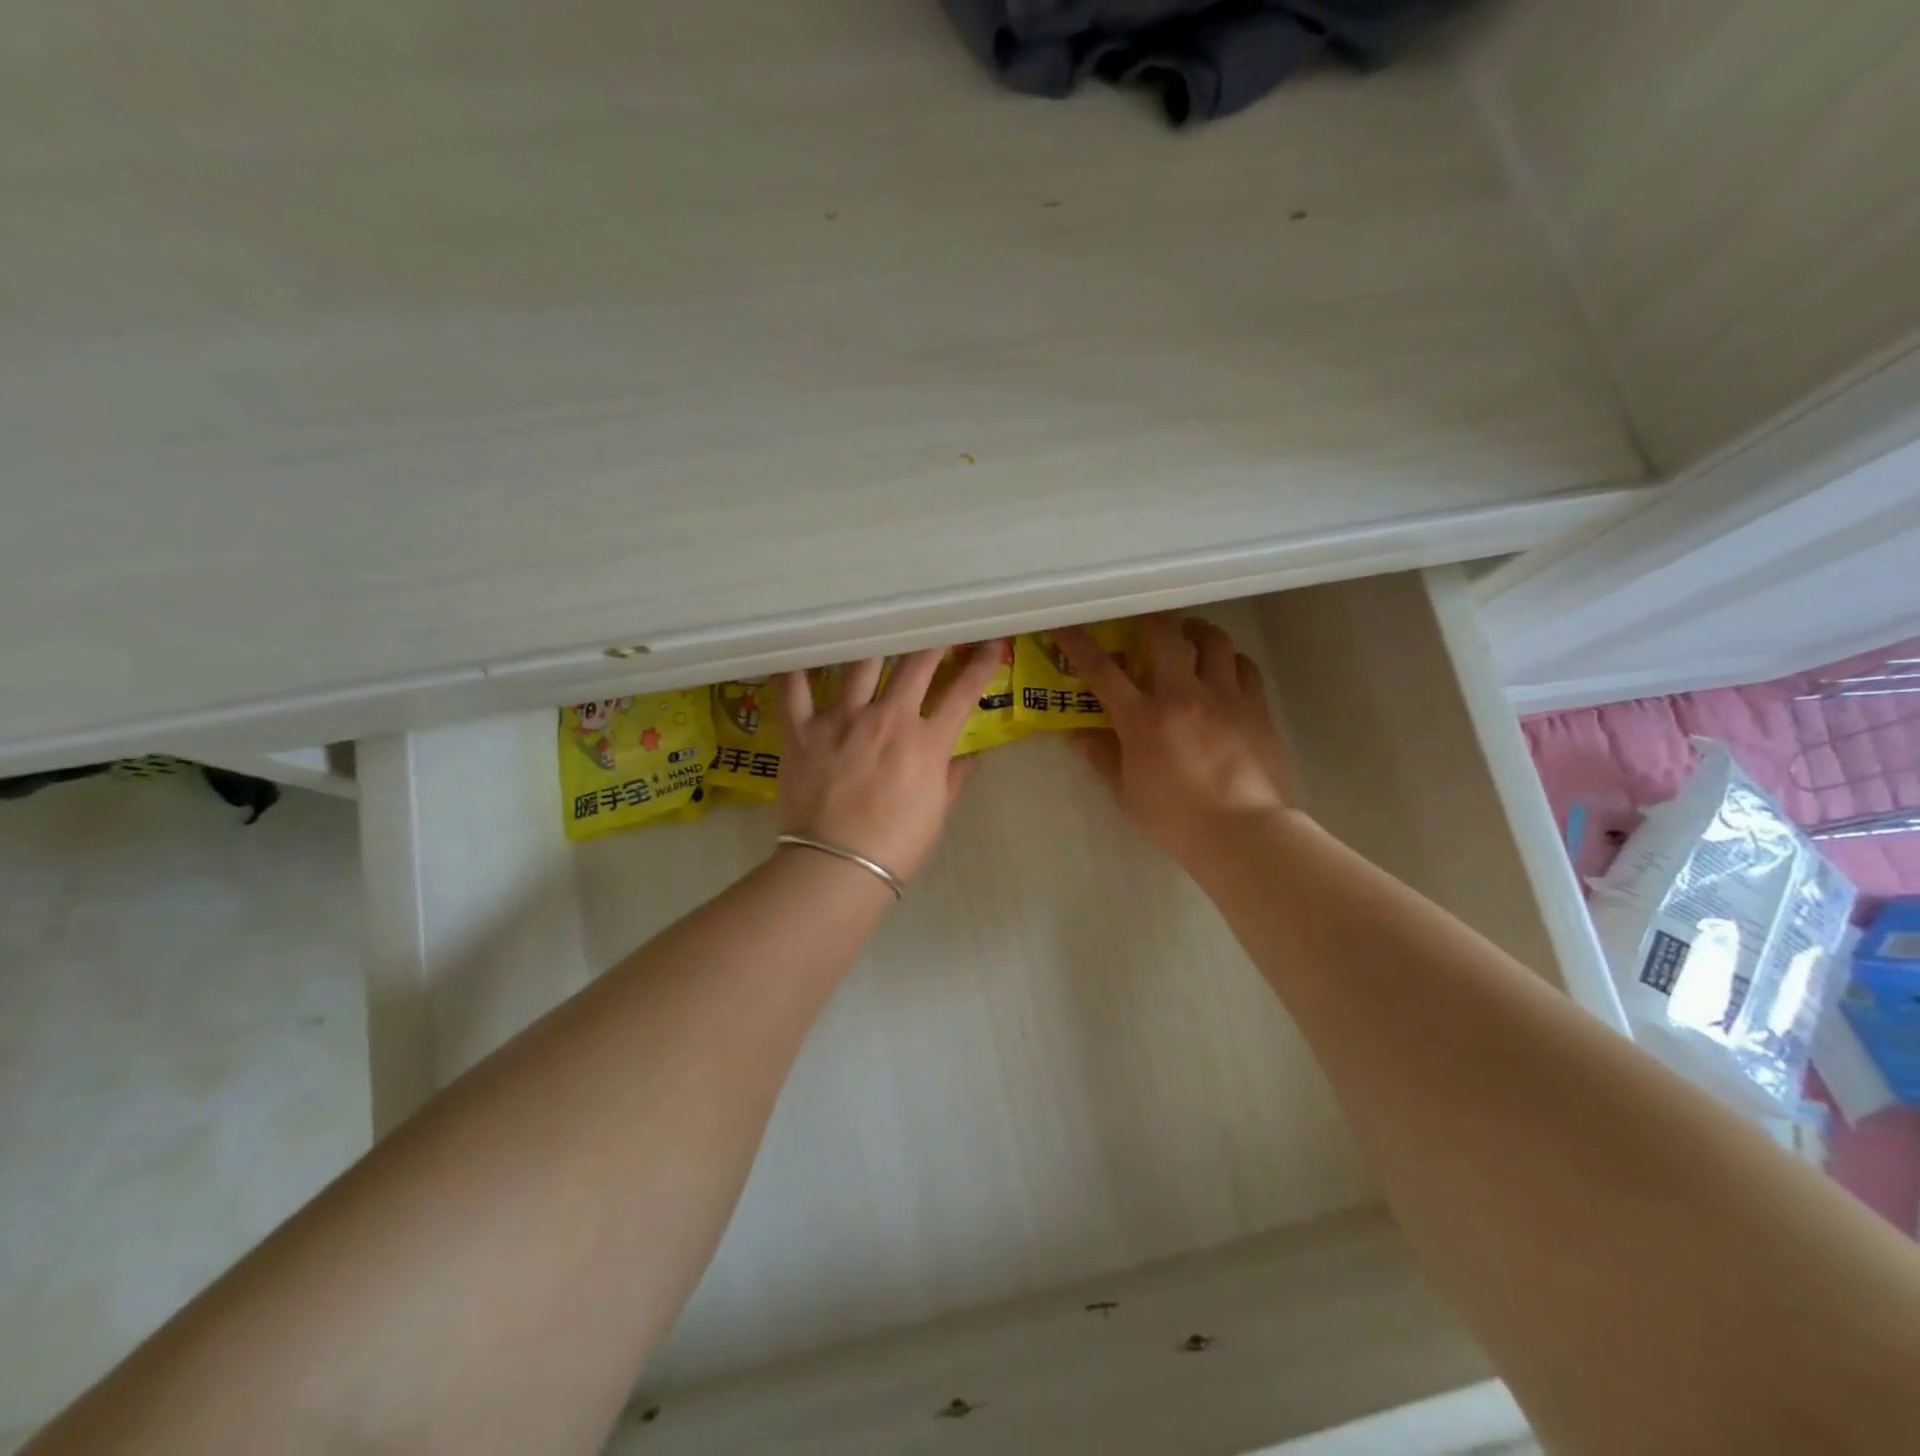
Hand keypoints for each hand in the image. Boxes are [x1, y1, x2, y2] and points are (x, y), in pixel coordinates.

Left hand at [776, 643, 1004, 880]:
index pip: (962, 693)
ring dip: (873, 647)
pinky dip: (795, 673)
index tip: (993, 644)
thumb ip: (953, 779)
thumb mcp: (936, 813)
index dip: (982, 665)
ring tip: (875, 631)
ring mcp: (842, 719)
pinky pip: (794, 691)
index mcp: (926, 741)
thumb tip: (970, 758)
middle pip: (915, 666)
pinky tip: (797, 656)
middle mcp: (887, 718)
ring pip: (860, 665)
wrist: (837, 864)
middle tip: (937, 628)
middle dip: (932, 642)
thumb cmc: (896, 845)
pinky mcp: (802, 730)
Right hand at [1055, 615, 1294, 867]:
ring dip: (1196, 632)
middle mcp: (1182, 695)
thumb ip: (1102, 756)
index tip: (1065, 625)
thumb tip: (1076, 734)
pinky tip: (1226, 670)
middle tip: (1145, 623)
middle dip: (1149, 619)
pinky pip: (1245, 666)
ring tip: (1190, 637)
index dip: (1078, 643)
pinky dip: (1231, 661)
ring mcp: (1224, 696)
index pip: (1102, 670)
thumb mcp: (1127, 792)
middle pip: (1164, 634)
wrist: (1243, 832)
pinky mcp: (1257, 707)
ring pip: (1213, 640)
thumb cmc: (1176, 818)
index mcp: (1143, 718)